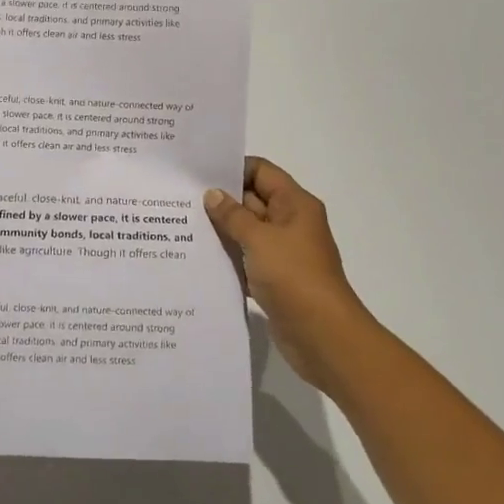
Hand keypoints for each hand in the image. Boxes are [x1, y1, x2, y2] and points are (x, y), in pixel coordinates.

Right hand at [205, 157, 376, 392]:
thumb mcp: (259, 239)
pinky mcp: (275, 278)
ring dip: (221, 231)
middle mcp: (290, 223)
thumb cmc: (294, 276)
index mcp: (295, 204)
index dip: (232, 169)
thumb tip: (212, 194)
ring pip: (247, 231)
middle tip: (181, 200)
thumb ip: (233, 215)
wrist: (322, 335)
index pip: (261, 172)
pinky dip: (228, 258)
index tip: (198, 174)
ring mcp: (283, 252)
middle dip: (220, 200)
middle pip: (252, 200)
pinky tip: (199, 259)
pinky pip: (247, 258)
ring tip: (182, 227)